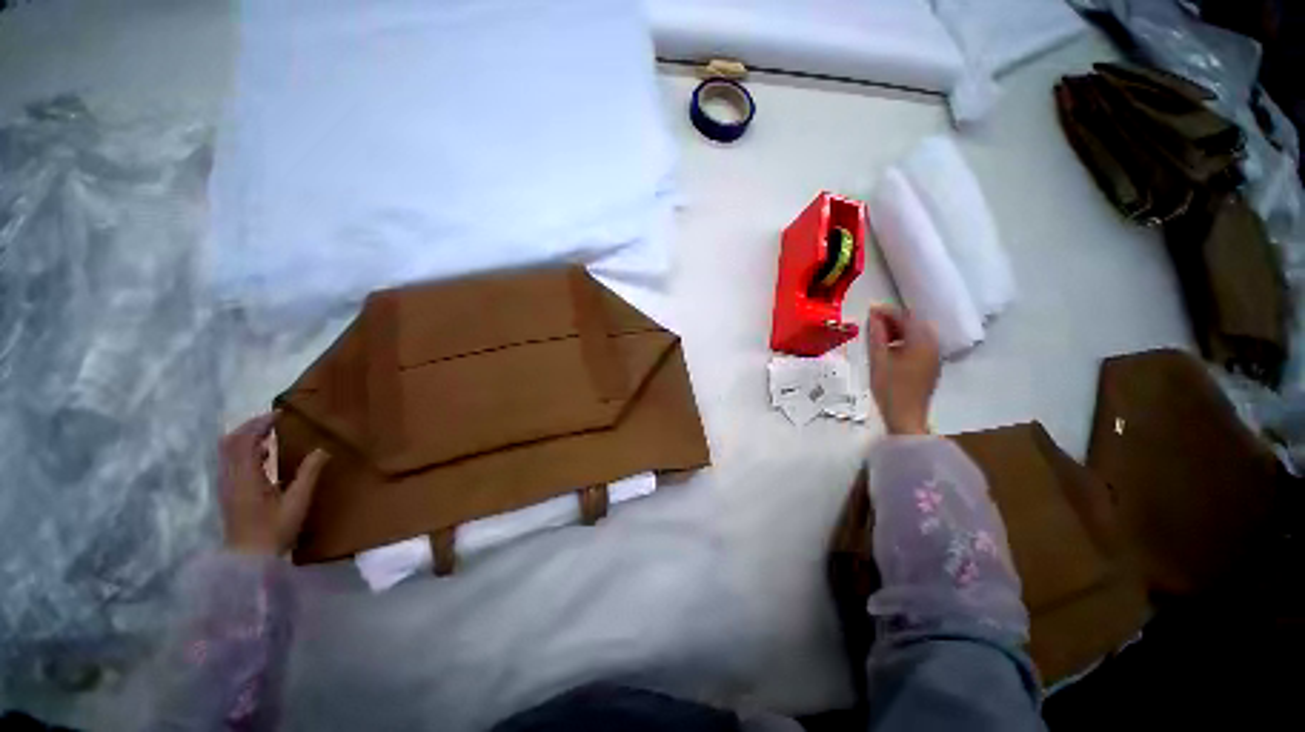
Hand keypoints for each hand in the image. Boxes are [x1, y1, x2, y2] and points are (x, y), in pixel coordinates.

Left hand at [219, 412, 328, 555]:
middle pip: (230, 442)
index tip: (280, 414)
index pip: (246, 441)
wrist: (248, 560)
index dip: (260, 424)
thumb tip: (322, 449)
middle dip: (250, 426)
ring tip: (269, 432)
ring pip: (227, 451)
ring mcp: (226, 485)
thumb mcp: (297, 502)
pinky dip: (244, 450)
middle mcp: (231, 478)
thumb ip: (309, 474)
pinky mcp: (228, 493)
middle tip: (272, 419)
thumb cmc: (275, 531)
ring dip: (245, 437)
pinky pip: (231, 461)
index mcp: (246, 478)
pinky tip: (263, 454)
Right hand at [865, 306, 939, 435]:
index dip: (887, 311)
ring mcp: (934, 355)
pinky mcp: (931, 365)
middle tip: (873, 322)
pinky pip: (920, 344)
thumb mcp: (878, 359)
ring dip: (899, 330)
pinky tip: (891, 348)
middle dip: (894, 319)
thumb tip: (874, 315)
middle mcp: (933, 344)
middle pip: (915, 323)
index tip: (869, 309)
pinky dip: (905, 340)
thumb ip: (877, 335)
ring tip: (879, 335)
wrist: (906, 416)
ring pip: (918, 333)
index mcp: (921, 341)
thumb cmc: (890, 387)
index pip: (905, 317)